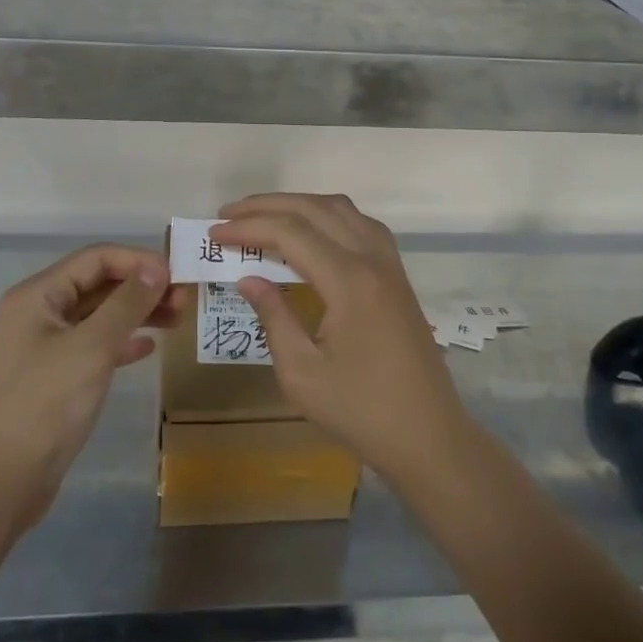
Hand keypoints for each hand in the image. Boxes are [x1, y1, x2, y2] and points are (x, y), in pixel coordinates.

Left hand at [0, 245, 177, 531]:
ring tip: (177, 320)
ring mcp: (43, 346)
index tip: (177, 275)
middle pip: (98, 284)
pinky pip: (93, 346)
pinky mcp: (52, 378)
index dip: (138, 261)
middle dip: (141, 287)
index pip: (96, 258)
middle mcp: (38, 312)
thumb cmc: (44, 405)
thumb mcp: (92, 348)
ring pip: (99, 315)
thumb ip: (127, 303)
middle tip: (184, 300)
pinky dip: (121, 342)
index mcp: (38, 295)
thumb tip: (157, 266)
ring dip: (137, 313)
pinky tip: (147, 349)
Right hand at [211, 194, 471, 483]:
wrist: (429, 436)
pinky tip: (311, 233)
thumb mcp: (302, 374)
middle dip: (268, 206)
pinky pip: (361, 225)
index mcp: (349, 281)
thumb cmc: (361, 412)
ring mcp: (390, 264)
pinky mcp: (397, 276)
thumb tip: (248, 278)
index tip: (214, 233)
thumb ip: (273, 317)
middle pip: (315, 209)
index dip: (248, 228)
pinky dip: (329, 217)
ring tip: (264, 217)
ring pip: (342, 210)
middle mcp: (372, 259)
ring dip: (300, 205)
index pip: (290, 233)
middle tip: (229, 214)